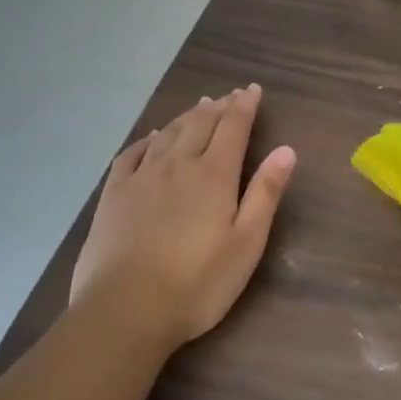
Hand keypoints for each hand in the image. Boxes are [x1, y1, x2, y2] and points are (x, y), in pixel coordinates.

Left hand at [70, 85, 296, 347]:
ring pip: (168, 133)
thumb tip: (286, 149)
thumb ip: (265, 193)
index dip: (244, 105)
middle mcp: (178, 164)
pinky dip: (148, 138)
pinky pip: (132, 153)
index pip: (233, 127)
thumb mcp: (246, 243)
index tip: (252, 89)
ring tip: (199, 106)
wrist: (124, 310)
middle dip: (219, 106)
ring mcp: (142, 177)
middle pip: (201, 123)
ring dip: (187, 116)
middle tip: (229, 95)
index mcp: (214, 174)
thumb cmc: (197, 283)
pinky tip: (152, 137)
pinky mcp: (113, 195)